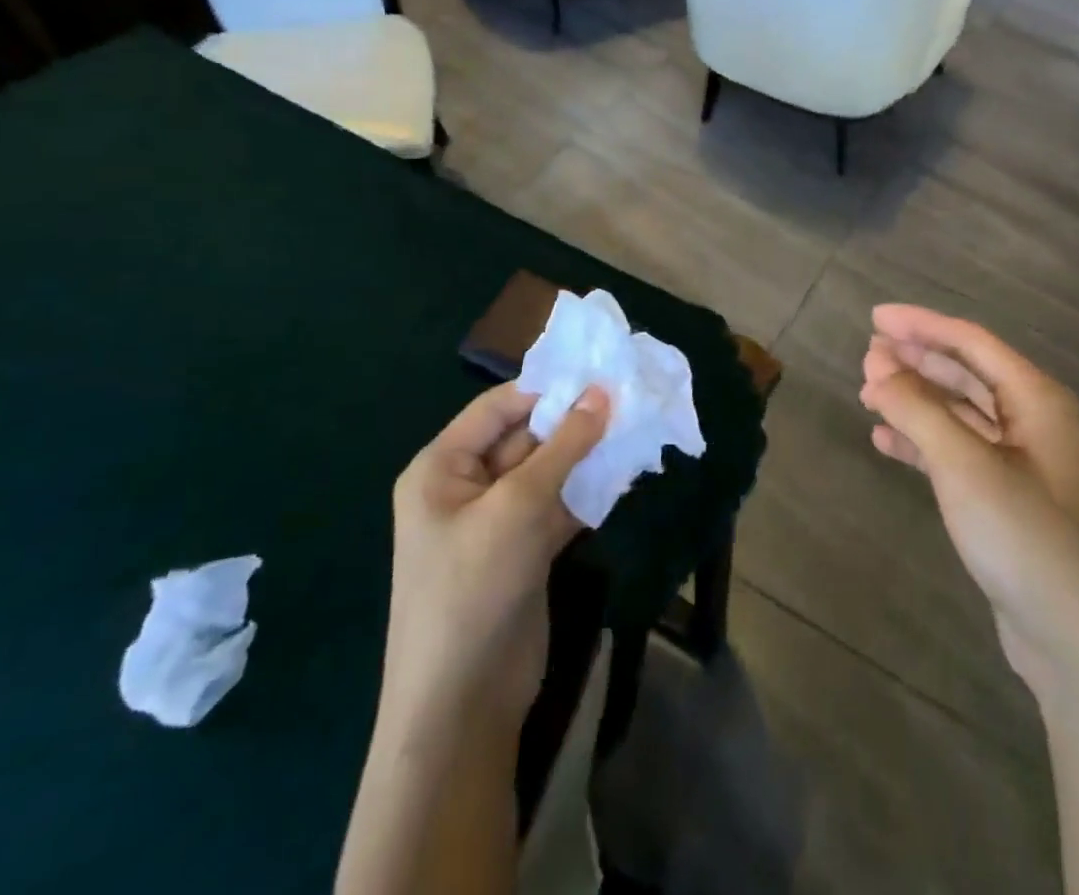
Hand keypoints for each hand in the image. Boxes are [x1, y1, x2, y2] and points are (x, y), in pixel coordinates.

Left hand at [377, 382, 609, 747]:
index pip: (498, 407)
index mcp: (442, 468)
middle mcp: (467, 487)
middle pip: (526, 437)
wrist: (463, 704)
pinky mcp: (526, 550)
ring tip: (635, 428)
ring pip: (548, 471)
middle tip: (628, 398)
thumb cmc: (474, 588)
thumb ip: (563, 446)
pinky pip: (560, 505)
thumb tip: (602, 393)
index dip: (546, 389)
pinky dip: (588, 491)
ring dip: (587, 455)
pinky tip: (626, 474)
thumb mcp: (518, 506)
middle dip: (573, 421)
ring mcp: (498, 521)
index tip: (599, 374)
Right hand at [860, 305, 1078, 701]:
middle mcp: (1033, 422)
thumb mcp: (966, 466)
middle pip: (966, 373)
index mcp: (1036, 399)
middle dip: (916, 361)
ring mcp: (1022, 464)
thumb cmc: (1027, 538)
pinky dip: (922, 442)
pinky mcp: (1008, 502)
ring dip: (915, 400)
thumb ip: (918, 411)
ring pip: (960, 413)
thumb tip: (878, 370)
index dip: (921, 325)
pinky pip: (958, 453)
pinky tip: (886, 442)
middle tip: (867, 355)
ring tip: (868, 393)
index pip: (971, 342)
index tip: (874, 318)